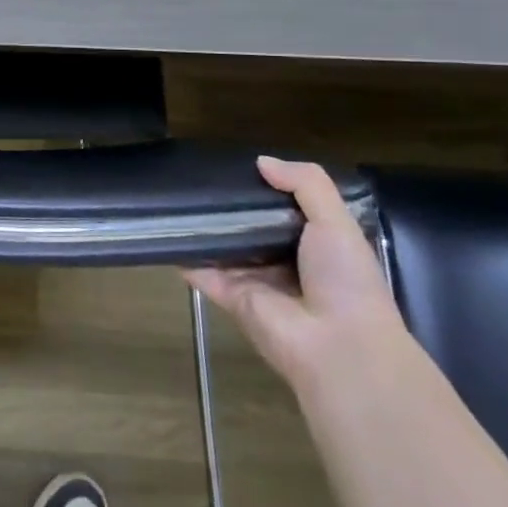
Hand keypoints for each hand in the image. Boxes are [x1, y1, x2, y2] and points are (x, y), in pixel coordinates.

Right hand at [183, 156, 406, 391]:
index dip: (265, 187)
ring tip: (174, 193)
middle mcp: (283, 261)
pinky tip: (161, 229)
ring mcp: (254, 280)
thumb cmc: (346, 280)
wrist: (337, 345)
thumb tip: (261, 161)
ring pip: (222, 246)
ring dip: (203, 226)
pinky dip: (182, 254)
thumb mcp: (337, 222)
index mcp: (315, 244)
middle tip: (198, 174)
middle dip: (229, 205)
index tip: (239, 165)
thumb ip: (305, 184)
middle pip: (249, 226)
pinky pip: (201, 271)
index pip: (283, 209)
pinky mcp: (230, 297)